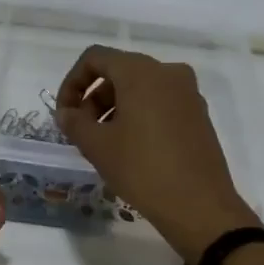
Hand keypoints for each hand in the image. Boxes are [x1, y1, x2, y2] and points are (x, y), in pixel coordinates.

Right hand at [55, 46, 259, 263]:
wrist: (199, 206)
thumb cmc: (142, 169)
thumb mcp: (97, 146)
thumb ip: (74, 122)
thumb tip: (66, 113)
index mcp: (141, 72)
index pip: (95, 58)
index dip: (72, 83)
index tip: (65, 114)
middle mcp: (168, 72)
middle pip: (119, 71)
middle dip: (93, 98)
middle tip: (81, 132)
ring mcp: (188, 93)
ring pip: (140, 88)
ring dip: (114, 108)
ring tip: (103, 143)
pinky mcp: (198, 114)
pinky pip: (159, 103)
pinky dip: (138, 115)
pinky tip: (130, 148)